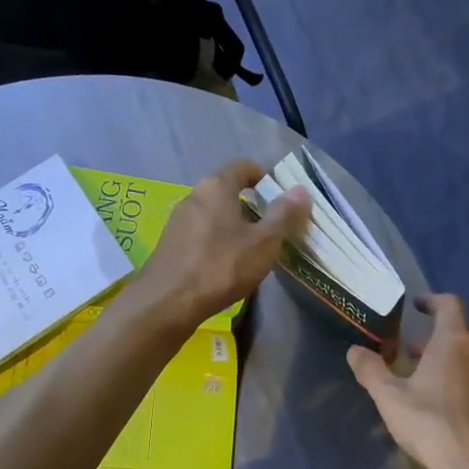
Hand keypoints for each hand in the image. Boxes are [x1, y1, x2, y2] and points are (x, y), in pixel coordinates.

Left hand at [138, 159, 309, 330]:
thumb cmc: (221, 266)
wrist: (168, 302)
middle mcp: (193, 195)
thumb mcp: (263, 242)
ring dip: (233, 225)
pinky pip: (201, 233)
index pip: (243, 166)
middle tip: (271, 228)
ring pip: (213, 214)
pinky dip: (217, 241)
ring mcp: (178, 220)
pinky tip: (225, 265)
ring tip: (251, 250)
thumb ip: (283, 214)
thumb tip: (301, 190)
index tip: (280, 197)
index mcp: (216, 186)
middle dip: (251, 205)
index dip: (264, 176)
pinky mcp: (170, 243)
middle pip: (227, 190)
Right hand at [347, 294, 468, 468]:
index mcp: (455, 342)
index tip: (416, 306)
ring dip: (445, 363)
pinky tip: (442, 408)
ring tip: (420, 381)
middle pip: (457, 334)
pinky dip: (459, 383)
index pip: (449, 305)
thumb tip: (355, 351)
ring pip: (468, 360)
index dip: (432, 301)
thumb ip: (371, 370)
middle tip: (407, 352)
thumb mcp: (390, 398)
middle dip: (431, 340)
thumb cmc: (433, 425)